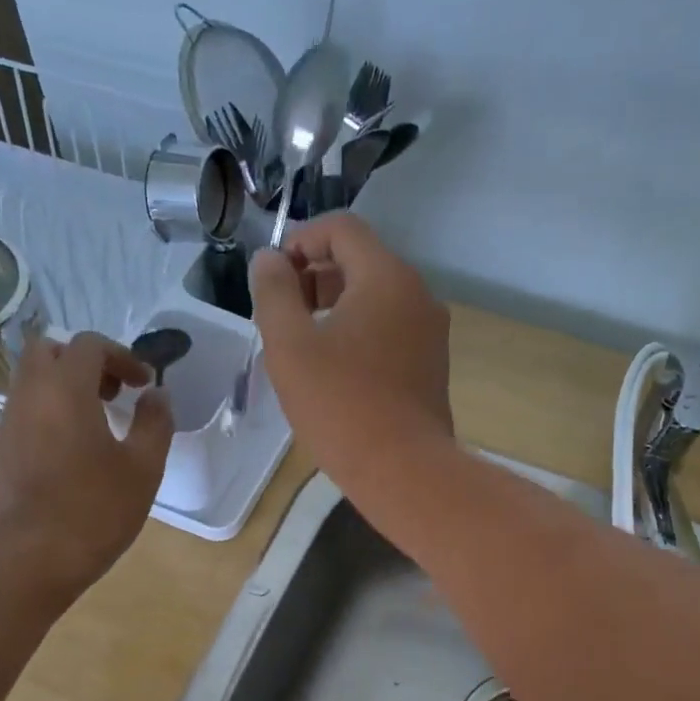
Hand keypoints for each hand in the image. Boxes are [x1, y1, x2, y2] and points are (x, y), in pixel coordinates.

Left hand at [0, 333, 172, 594]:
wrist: (33, 557)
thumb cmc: (97, 508)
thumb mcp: (144, 467)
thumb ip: (155, 422)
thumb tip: (156, 396)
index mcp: (65, 389)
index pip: (88, 345)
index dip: (121, 356)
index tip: (141, 384)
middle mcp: (27, 397)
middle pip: (47, 352)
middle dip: (81, 363)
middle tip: (109, 394)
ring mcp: (3, 428)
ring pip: (28, 388)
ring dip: (61, 395)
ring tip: (91, 432)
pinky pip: (19, 425)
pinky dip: (44, 426)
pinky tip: (64, 466)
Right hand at [250, 214, 451, 468]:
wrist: (404, 471)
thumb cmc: (341, 406)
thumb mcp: (290, 347)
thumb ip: (274, 293)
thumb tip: (268, 260)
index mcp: (386, 277)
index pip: (342, 229)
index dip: (300, 240)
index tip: (273, 278)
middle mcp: (417, 294)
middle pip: (361, 261)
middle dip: (315, 276)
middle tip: (283, 315)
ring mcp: (430, 332)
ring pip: (377, 299)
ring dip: (335, 307)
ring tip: (304, 346)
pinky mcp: (431, 366)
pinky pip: (390, 331)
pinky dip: (359, 334)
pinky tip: (336, 372)